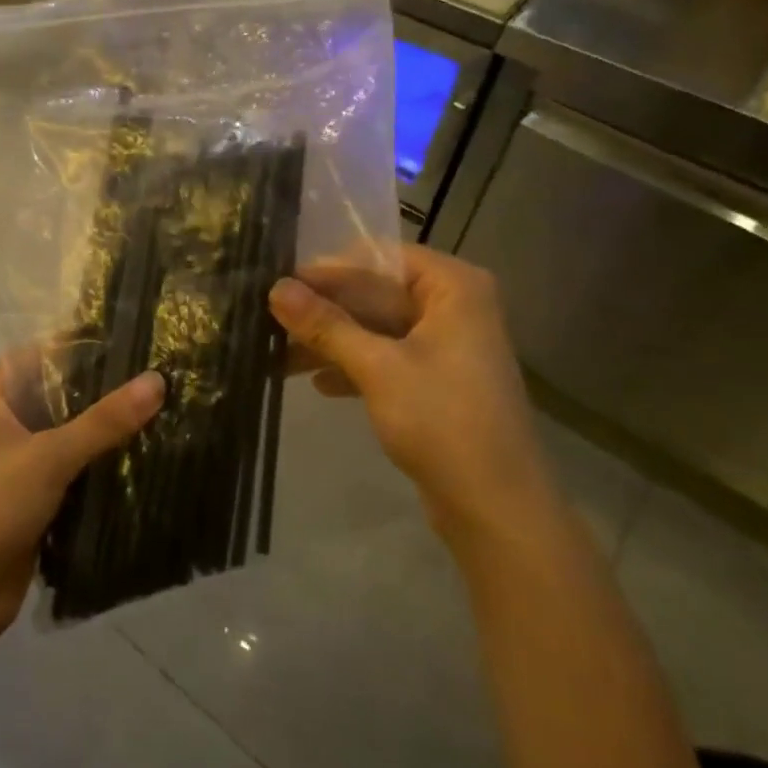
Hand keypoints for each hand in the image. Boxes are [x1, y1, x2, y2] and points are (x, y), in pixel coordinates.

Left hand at [0, 363, 164, 644]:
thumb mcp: (48, 457)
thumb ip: (104, 421)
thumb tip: (158, 379)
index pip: (43, 353)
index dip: (85, 344)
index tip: (137, 338)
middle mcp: (3, 421)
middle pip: (60, 395)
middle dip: (105, 391)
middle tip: (163, 376)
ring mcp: (18, 462)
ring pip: (70, 435)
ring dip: (107, 432)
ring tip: (166, 410)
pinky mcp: (33, 498)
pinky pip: (74, 472)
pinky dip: (101, 466)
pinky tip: (146, 456)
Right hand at [269, 246, 551, 545]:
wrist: (497, 508)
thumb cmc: (443, 421)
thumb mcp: (377, 367)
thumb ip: (326, 324)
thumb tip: (275, 287)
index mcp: (453, 287)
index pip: (378, 259)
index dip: (327, 271)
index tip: (278, 282)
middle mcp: (454, 306)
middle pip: (376, 293)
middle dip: (325, 310)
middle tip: (270, 318)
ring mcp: (447, 346)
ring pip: (377, 328)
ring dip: (333, 341)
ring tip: (279, 354)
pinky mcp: (438, 381)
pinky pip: (387, 358)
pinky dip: (354, 366)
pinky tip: (318, 383)